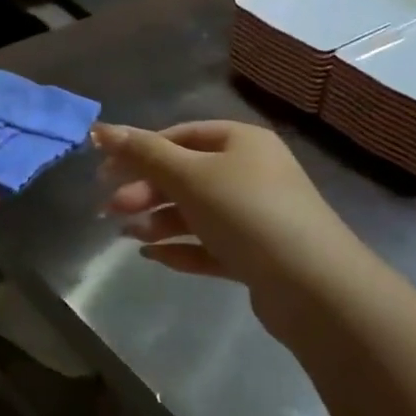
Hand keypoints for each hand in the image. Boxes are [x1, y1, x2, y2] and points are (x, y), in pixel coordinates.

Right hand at [94, 120, 365, 320]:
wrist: (314, 287)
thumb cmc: (247, 213)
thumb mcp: (190, 176)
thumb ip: (144, 153)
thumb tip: (101, 128)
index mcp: (240, 141)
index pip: (180, 136)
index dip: (140, 150)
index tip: (105, 171)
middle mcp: (251, 172)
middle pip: (185, 174)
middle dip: (146, 190)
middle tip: (110, 209)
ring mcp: (256, 215)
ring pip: (196, 211)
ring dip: (159, 220)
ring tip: (128, 236)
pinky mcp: (257, 255)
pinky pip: (210, 244)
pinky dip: (181, 247)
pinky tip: (153, 257)